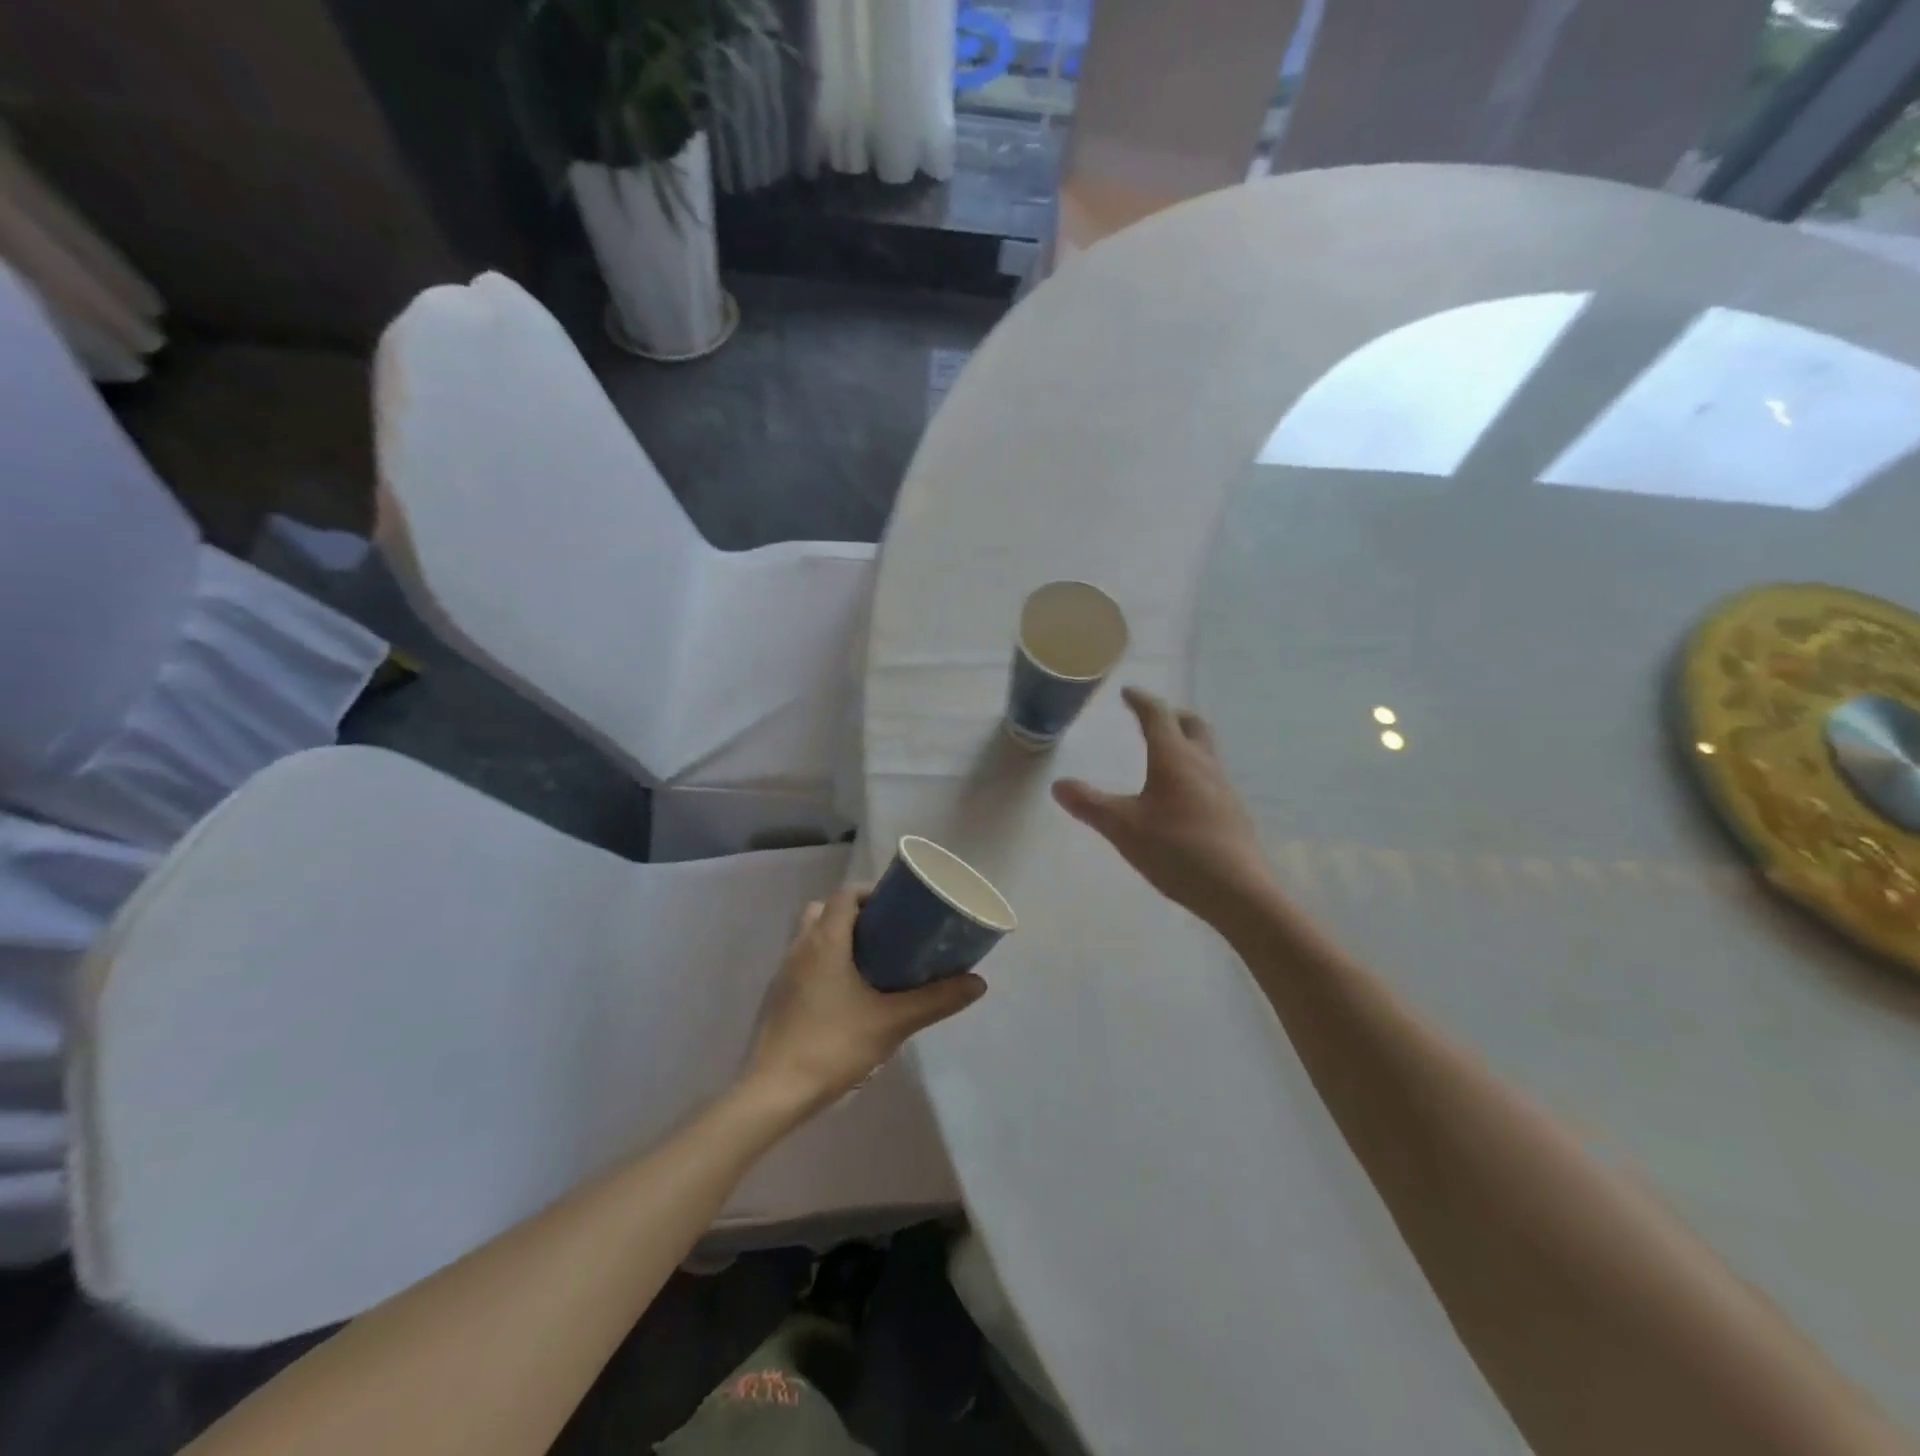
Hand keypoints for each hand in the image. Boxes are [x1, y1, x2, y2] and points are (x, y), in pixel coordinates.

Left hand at [744, 885, 986, 1116]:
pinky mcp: (778, 997)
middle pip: (826, 910)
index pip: (846, 894)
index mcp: (824, 940)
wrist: (774, 1093)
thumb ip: (936, 1001)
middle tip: (888, 934)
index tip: (899, 908)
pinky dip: (825, 964)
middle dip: (856, 915)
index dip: (872, 893)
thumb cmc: (833, 1046)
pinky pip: (804, 963)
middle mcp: (800, 947)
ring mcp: (784, 973)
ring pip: (812, 937)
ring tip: (872, 963)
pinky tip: (847, 995)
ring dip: (839, 939)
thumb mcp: (892, 1023)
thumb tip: (978, 983)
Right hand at [1052, 687, 1270, 926]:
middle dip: (1171, 715)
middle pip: (1192, 725)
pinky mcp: (1232, 811)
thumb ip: (1089, 804)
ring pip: (1205, 750)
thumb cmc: (1176, 849)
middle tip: (1151, 717)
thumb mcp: (1122, 828)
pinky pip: (1210, 775)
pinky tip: (1181, 795)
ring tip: (1164, 754)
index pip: (1158, 715)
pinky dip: (1193, 769)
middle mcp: (1203, 764)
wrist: (1237, 890)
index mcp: (1174, 758)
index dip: (1141, 700)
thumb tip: (1058, 784)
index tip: (1128, 693)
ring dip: (1185, 741)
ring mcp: (1222, 787)